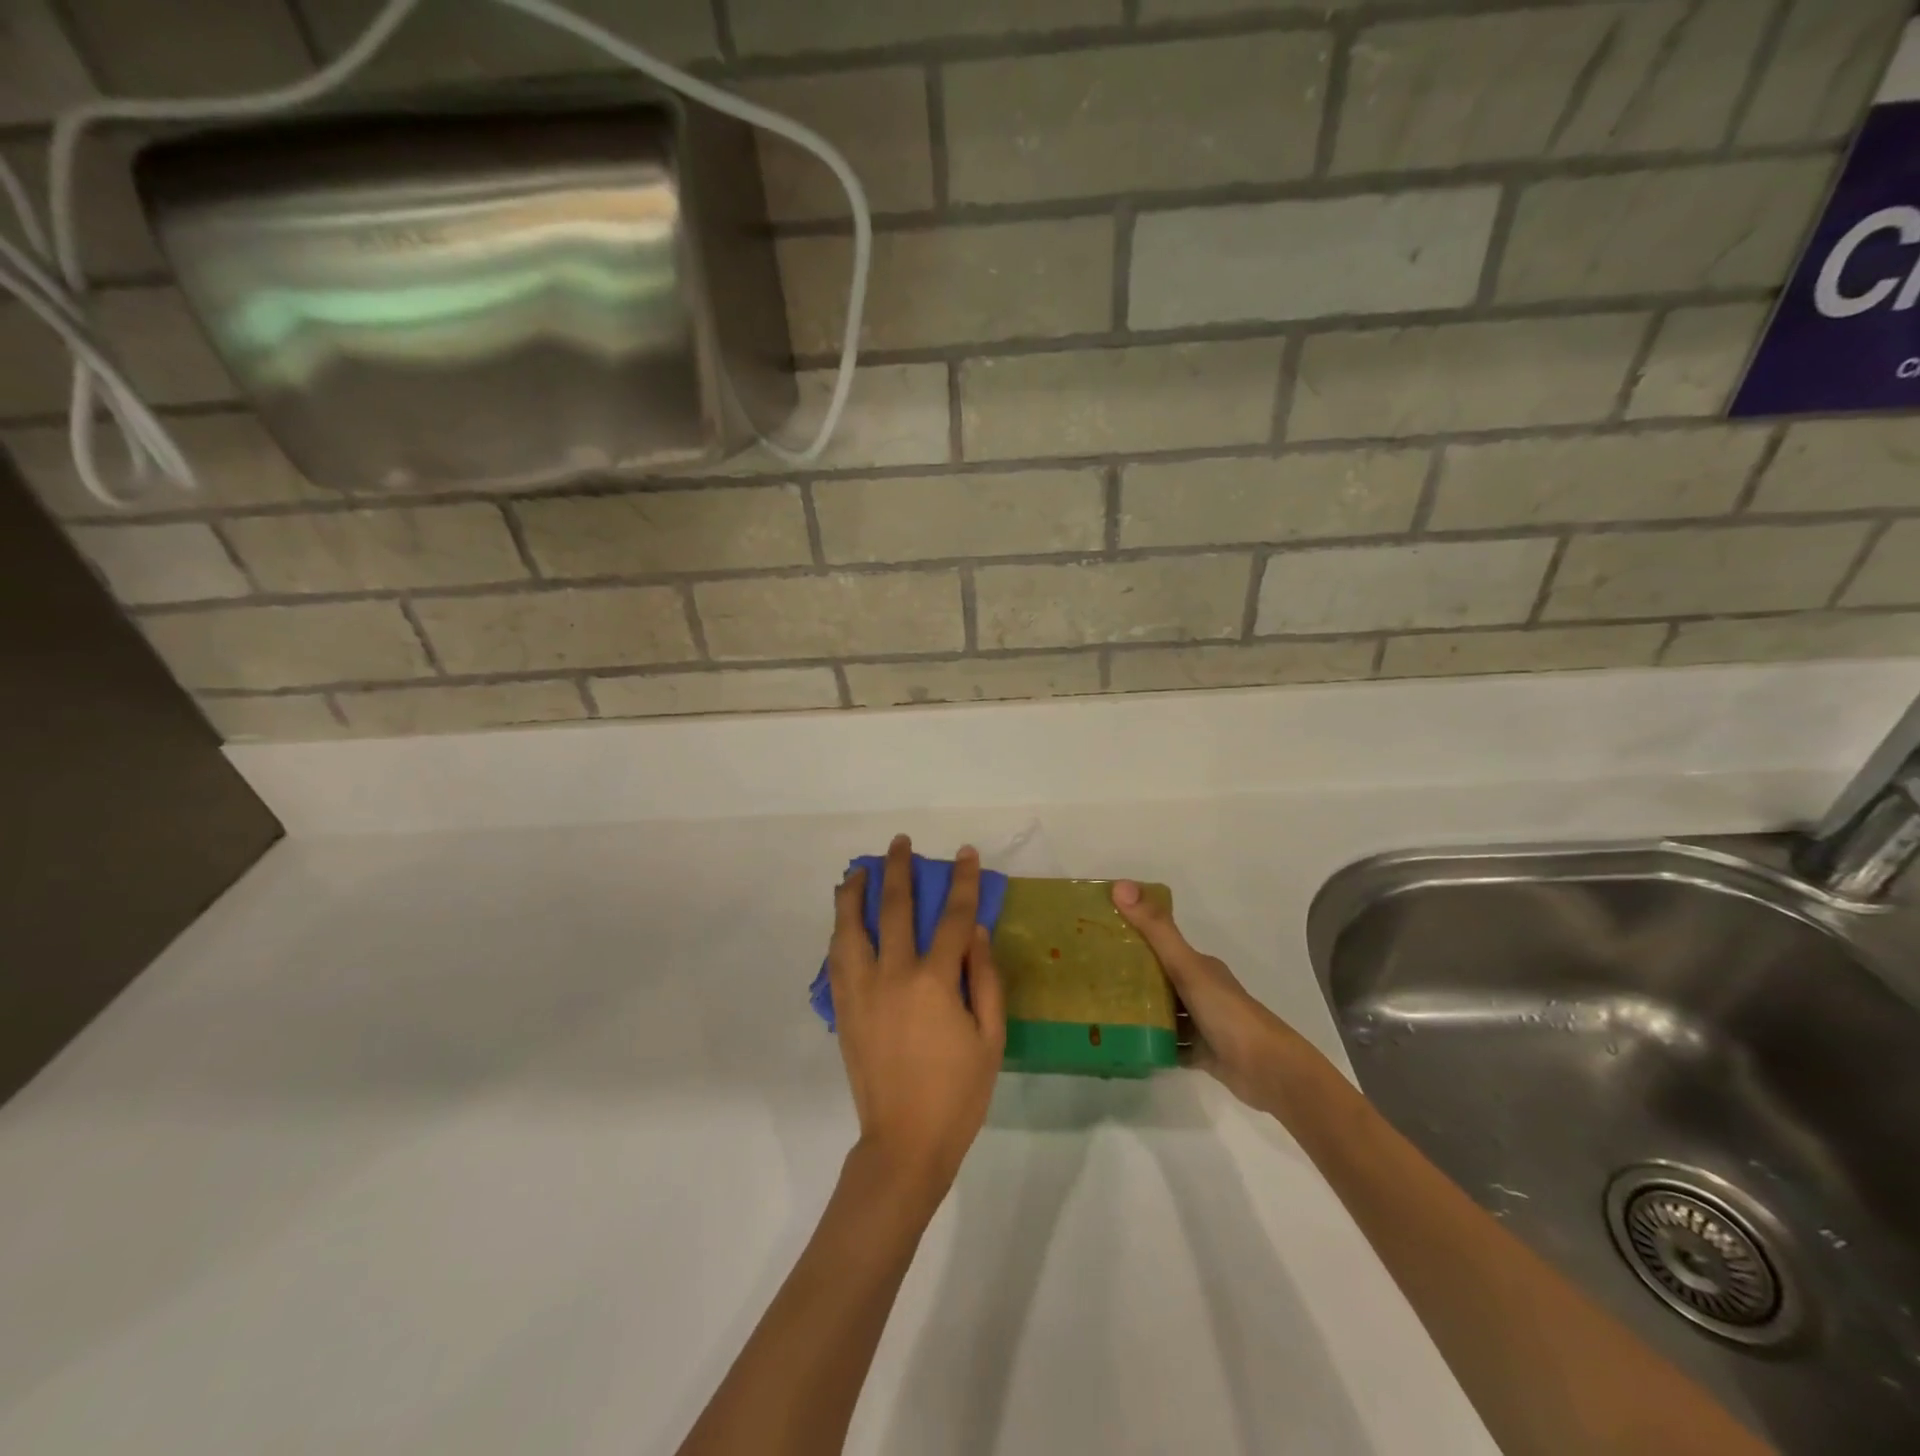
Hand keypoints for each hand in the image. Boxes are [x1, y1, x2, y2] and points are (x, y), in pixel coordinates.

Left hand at [827, 835, 1005, 1203]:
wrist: (904, 1142)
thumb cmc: (958, 1093)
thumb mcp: (990, 1037)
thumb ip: (985, 978)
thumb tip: (974, 930)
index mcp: (934, 982)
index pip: (952, 917)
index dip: (962, 882)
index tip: (965, 854)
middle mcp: (893, 975)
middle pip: (894, 908)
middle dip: (899, 870)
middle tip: (900, 843)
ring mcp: (862, 990)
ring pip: (851, 927)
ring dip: (855, 893)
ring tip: (859, 871)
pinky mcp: (843, 1009)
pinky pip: (837, 958)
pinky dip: (840, 930)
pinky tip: (844, 920)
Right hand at [1111, 881, 1321, 1113]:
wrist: (1268, 1070)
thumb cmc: (1227, 1012)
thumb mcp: (1187, 966)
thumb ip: (1156, 929)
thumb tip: (1120, 886)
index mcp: (1199, 965)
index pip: (1160, 944)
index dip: (1132, 936)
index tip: (1097, 936)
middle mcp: (1200, 990)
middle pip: (1158, 979)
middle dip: (1128, 977)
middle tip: (1089, 977)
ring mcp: (1201, 1023)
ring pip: (1162, 1013)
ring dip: (1137, 1012)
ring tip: (1098, 1011)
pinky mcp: (1200, 1053)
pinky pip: (1168, 1045)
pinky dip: (1149, 1044)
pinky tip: (1123, 1044)